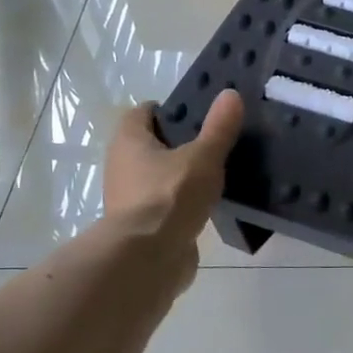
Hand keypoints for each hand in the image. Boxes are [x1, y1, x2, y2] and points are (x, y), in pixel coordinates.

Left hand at [100, 91, 243, 278]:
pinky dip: (181, 201)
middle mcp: (121, 166)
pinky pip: (164, 204)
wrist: (148, 258)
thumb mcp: (203, 157)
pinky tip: (207, 203)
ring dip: (179, 174)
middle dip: (177, 142)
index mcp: (129, 142)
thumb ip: (219, 128)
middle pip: (148, 145)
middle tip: (212, 141)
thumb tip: (231, 94)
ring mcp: (129, 199)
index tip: (196, 113)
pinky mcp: (142, 226)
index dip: (167, 110)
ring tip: (215, 172)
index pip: (142, 114)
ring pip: (157, 176)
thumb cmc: (170, 196)